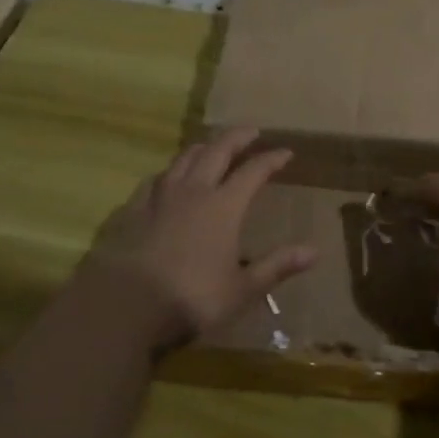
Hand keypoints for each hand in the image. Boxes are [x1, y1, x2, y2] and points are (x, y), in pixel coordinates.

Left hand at [74, 128, 314, 352]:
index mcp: (224, 206)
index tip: (286, 152)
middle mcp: (193, 191)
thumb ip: (277, 266)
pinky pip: (155, 179)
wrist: (124, 305)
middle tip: (250, 131)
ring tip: (211, 147)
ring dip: (203, 148)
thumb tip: (315, 251)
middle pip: (217, 151)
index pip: (253, 172)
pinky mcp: (132, 209)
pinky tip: (168, 178)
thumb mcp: (242, 289)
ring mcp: (159, 197)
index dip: (271, 159)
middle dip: (236, 138)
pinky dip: (170, 172)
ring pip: (184, 159)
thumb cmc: (191, 298)